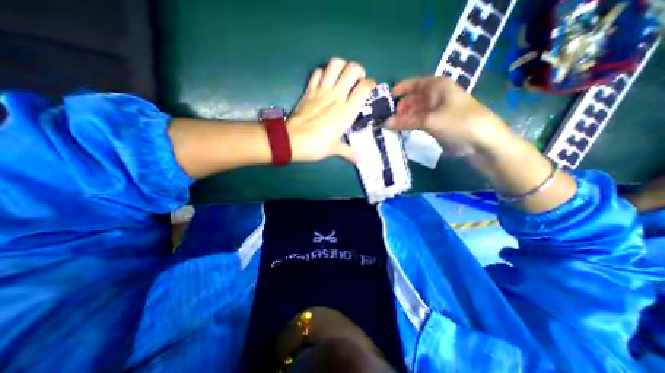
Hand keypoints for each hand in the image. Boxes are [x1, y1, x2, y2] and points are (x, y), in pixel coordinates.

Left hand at [288, 56, 375, 160]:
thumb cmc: (317, 145)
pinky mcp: (309, 90)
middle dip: (358, 71)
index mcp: (347, 110)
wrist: (293, 140)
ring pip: (335, 64)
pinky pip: (317, 72)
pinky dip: (323, 73)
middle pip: (352, 68)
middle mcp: (337, 95)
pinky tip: (324, 82)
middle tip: (356, 81)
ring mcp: (322, 90)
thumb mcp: (335, 149)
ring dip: (342, 67)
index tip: (370, 90)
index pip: (365, 87)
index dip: (371, 84)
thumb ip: (348, 152)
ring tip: (342, 77)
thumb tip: (358, 160)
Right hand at [391, 75, 507, 153]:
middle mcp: (436, 95)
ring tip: (391, 126)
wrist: (481, 141)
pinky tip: (401, 129)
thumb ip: (406, 121)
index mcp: (437, 86)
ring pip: (415, 111)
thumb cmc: (457, 122)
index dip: (399, 90)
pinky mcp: (437, 122)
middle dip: (400, 107)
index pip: (414, 83)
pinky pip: (419, 120)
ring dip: (404, 117)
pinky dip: (410, 124)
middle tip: (387, 119)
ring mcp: (436, 109)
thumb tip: (385, 123)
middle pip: (413, 98)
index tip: (386, 100)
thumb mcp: (429, 120)